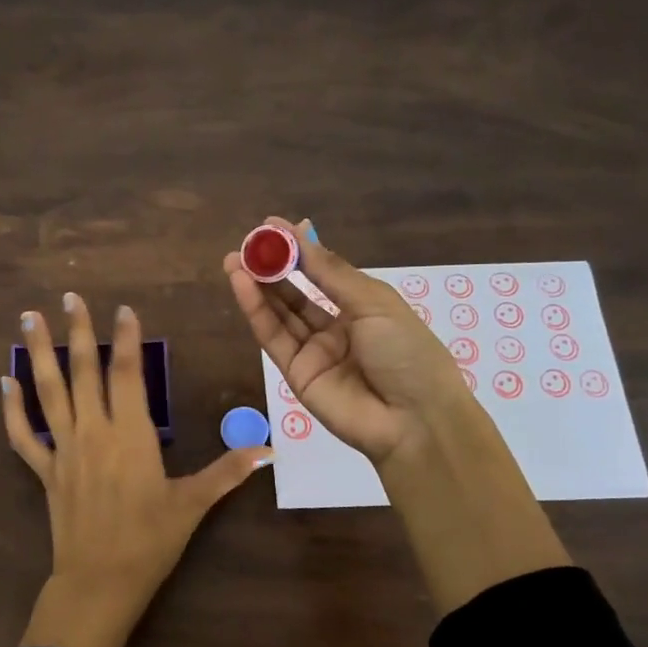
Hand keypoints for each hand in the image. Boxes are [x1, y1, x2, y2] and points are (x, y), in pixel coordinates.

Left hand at [3, 293, 272, 646]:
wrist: (100, 581)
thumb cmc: (150, 540)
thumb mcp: (193, 504)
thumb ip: (227, 472)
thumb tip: (267, 450)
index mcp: (131, 435)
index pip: (127, 374)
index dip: (126, 339)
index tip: (124, 310)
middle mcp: (94, 432)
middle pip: (83, 371)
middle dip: (77, 331)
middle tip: (69, 298)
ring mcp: (65, 450)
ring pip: (48, 392)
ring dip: (38, 353)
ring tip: (27, 319)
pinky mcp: (46, 471)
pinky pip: (23, 435)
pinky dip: (12, 409)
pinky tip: (5, 382)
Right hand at [224, 218, 569, 614]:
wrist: (413, 420)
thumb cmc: (407, 352)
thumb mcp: (374, 303)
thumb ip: (331, 273)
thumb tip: (302, 234)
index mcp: (363, 307)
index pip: (322, 273)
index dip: (297, 251)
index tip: (270, 226)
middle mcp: (336, 327)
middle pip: (296, 293)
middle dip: (271, 268)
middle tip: (246, 244)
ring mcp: (314, 351)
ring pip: (279, 313)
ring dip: (256, 286)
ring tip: (234, 260)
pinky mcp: (295, 373)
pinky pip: (273, 337)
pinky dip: (256, 310)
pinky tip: (242, 284)